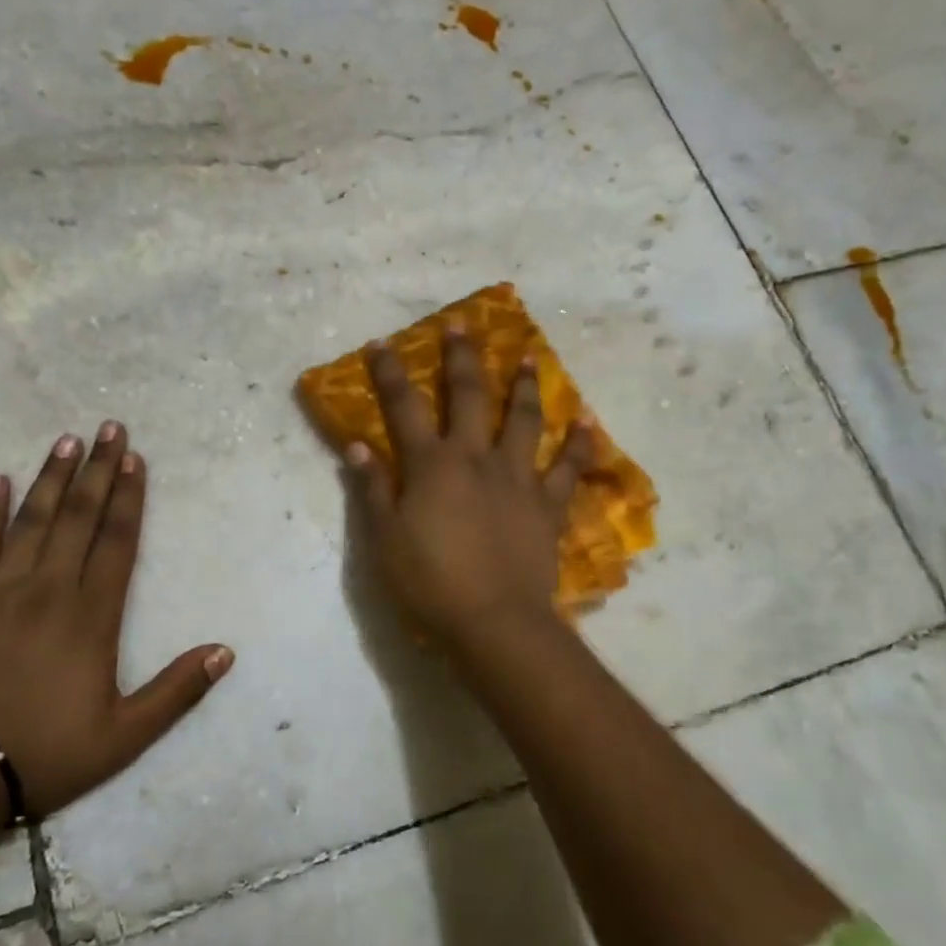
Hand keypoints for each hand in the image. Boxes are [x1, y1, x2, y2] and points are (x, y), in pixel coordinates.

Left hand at [0, 422, 233, 820]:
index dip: (129, 498)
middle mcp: (49, 589)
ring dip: (51, 477)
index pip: (117, 542)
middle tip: (108, 427)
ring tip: (66, 440)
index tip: (134, 458)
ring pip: (32, 520)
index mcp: (92, 616)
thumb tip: (225, 652)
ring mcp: (0, 590)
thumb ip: (177, 691)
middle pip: (78, 517)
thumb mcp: (125, 735)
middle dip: (97, 470)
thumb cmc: (45, 752)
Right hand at [349, 325, 590, 648]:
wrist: (494, 621)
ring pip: (523, 420)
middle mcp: (476, 458)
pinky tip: (588, 422)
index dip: (391, 373)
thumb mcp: (384, 539)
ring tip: (528, 356)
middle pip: (469, 396)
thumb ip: (372, 488)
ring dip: (524, 386)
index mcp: (432, 465)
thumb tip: (357, 444)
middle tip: (462, 325)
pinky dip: (578, 444)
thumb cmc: (430, 582)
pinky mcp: (548, 505)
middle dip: (462, 357)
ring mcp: (518, 478)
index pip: (405, 407)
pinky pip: (568, 468)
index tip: (382, 343)